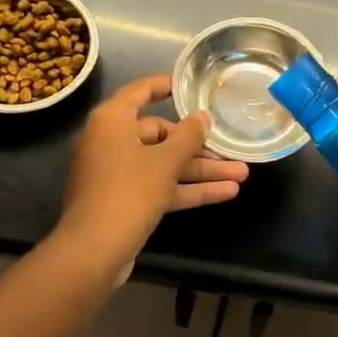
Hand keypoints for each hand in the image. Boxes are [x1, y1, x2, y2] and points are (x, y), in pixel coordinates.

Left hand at [56, 76, 249, 269]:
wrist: (95, 250)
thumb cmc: (129, 191)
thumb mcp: (166, 161)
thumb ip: (189, 136)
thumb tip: (202, 117)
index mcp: (113, 121)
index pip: (140, 92)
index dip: (164, 86)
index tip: (188, 86)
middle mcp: (112, 142)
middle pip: (160, 135)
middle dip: (199, 146)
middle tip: (231, 150)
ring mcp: (118, 174)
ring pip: (165, 165)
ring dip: (201, 171)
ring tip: (242, 174)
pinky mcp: (126, 201)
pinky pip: (161, 187)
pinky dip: (188, 189)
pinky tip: (225, 193)